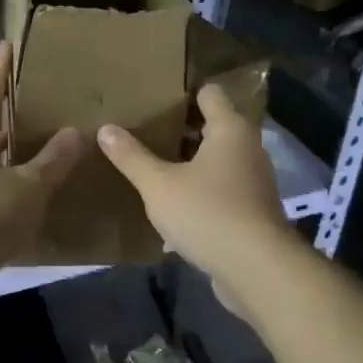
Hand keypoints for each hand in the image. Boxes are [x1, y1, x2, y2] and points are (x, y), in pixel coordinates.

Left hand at [0, 43, 83, 275]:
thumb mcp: (28, 187)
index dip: (1, 68)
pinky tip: (28, 179)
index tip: (9, 45)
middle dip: (5, 104)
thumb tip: (76, 133)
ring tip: (35, 131)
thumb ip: (53, 160)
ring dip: (7, 140)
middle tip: (31, 89)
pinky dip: (7, 171)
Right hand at [97, 84, 292, 304]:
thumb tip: (105, 128)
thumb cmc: (208, 213)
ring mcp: (254, 180)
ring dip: (189, 161)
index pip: (209, 93)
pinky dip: (200, 189)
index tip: (154, 97)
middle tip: (144, 130)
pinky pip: (221, 188)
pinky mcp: (252, 210)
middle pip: (213, 126)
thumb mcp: (159, 185)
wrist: (257, 269)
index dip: (183, 92)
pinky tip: (173, 202)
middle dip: (180, 128)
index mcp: (230, 129)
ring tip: (154, 164)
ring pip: (217, 159)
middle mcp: (248, 148)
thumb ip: (131, 156)